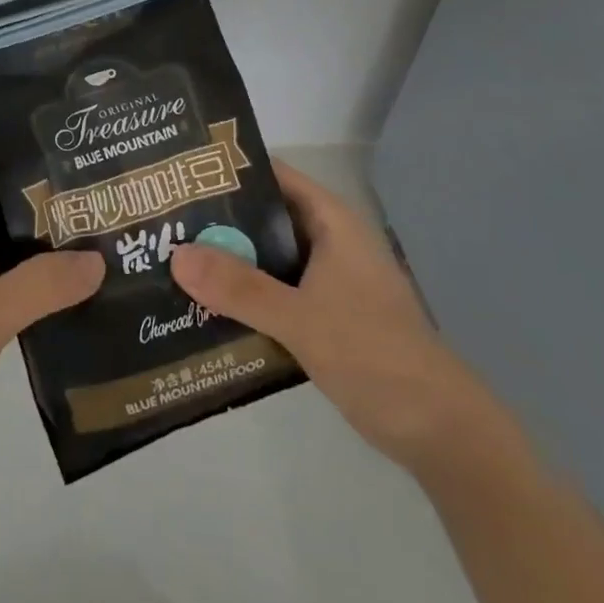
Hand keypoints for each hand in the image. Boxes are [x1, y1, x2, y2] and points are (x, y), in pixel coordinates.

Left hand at [0, 152, 104, 473]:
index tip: (82, 150)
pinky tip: (76, 284)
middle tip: (110, 194)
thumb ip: (41, 286)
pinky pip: (2, 270)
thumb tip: (99, 259)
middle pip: (3, 193)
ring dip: (46, 236)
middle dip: (51, 193)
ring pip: (5, 234)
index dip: (31, 147)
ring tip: (106, 233)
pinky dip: (34, 272)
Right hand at [169, 161, 507, 470]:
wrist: (440, 431)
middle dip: (219, 220)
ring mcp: (328, 281)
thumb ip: (239, 287)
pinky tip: (206, 305)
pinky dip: (245, 294)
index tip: (181, 175)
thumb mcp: (300, 318)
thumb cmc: (374, 355)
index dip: (230, 171)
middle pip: (265, 217)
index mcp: (331, 223)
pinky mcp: (325, 316)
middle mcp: (328, 242)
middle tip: (164, 222)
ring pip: (268, 257)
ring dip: (230, 261)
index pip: (273, 176)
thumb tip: (176, 255)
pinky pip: (275, 291)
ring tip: (172, 259)